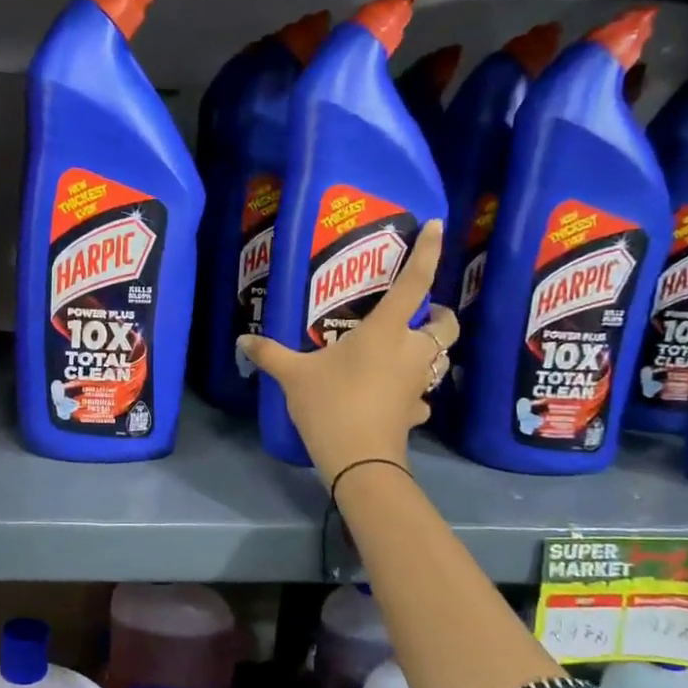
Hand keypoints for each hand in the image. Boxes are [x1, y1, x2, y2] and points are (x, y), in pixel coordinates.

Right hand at [239, 220, 456, 485]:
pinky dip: (415, 392)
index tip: (436, 226)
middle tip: (420, 314)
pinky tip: (398, 397)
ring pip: (440, 359)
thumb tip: (242, 339)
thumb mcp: (294, 376)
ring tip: (407, 350)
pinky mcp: (416, 412)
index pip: (414, 282)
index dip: (428, 252)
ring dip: (431, 351)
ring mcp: (418, 384)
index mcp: (385, 331)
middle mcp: (410, 351)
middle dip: (440, 315)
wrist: (359, 461)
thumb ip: (270, 354)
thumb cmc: (332, 405)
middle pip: (446, 325)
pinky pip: (423, 395)